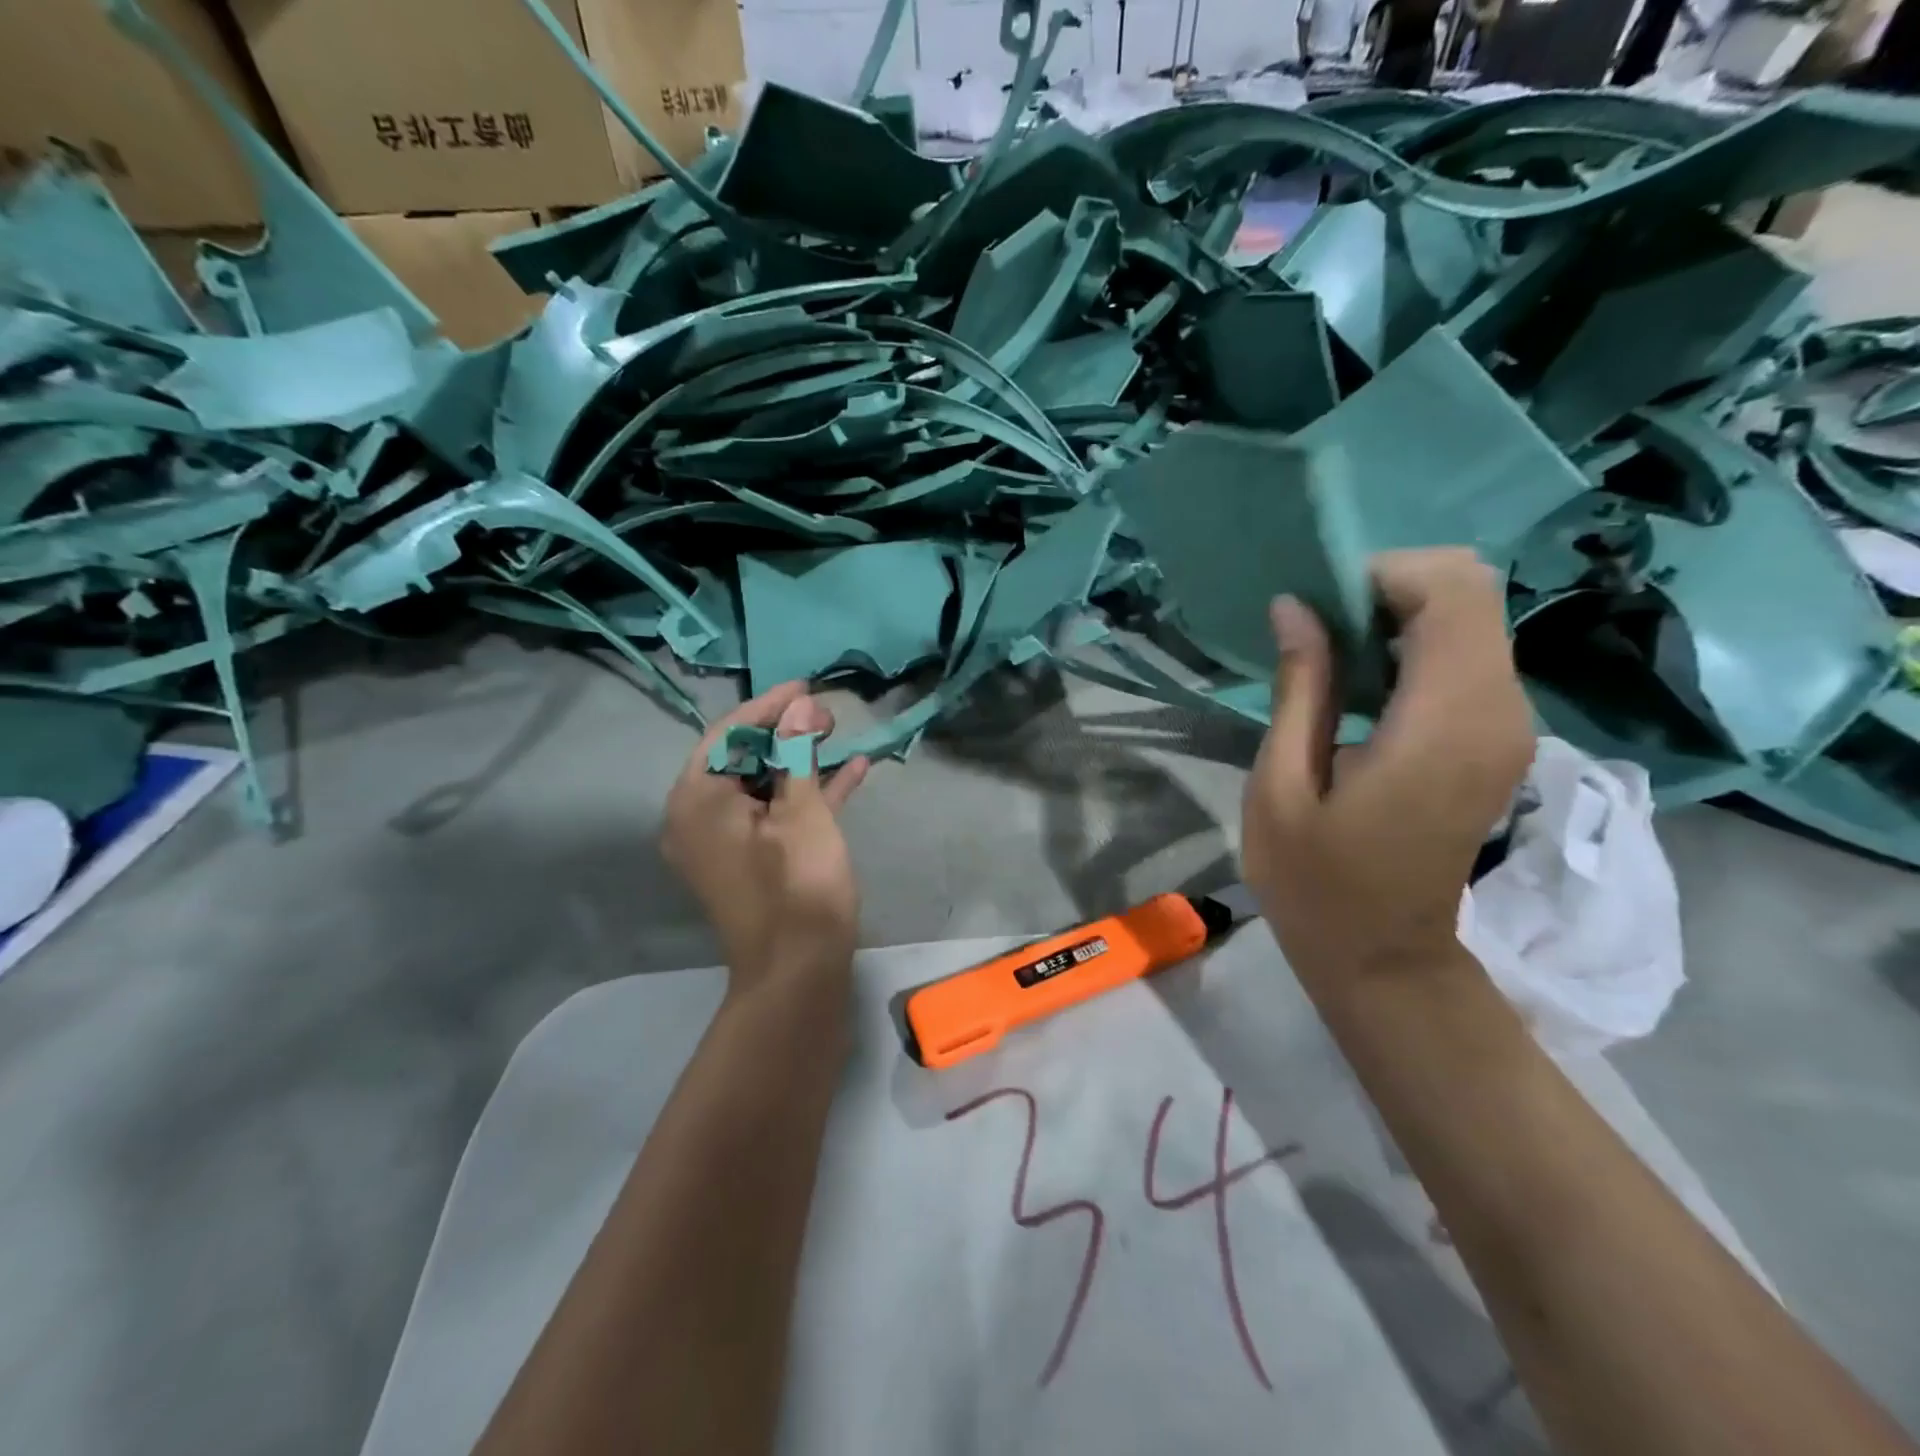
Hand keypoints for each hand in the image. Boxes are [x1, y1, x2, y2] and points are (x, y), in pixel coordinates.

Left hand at [664, 683, 870, 995]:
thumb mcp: (802, 811)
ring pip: (761, 784)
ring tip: (838, 733)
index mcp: (696, 800)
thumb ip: (797, 753)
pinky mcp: (750, 858)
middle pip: (742, 758)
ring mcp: (723, 841)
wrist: (798, 972)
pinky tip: (851, 770)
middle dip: (787, 732)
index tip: (806, 686)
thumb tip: (801, 706)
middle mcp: (698, 817)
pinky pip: (773, 813)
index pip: (728, 734)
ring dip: (800, 760)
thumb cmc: (797, 885)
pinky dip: (805, 793)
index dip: (769, 707)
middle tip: (827, 714)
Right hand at [1241, 549, 1534, 984]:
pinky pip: (1467, 656)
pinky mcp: (1497, 738)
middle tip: (1318, 631)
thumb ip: (1300, 688)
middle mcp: (1498, 711)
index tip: (1317, 611)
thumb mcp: (1282, 785)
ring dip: (1400, 617)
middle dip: (1389, 589)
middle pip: (1471, 592)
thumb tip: (1296, 606)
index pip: (1452, 591)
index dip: (1382, 576)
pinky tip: (1362, 686)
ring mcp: (1507, 725)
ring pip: (1472, 618)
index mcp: (1444, 722)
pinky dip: (1415, 646)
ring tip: (1330, 658)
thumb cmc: (1316, 882)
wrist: (1382, 957)